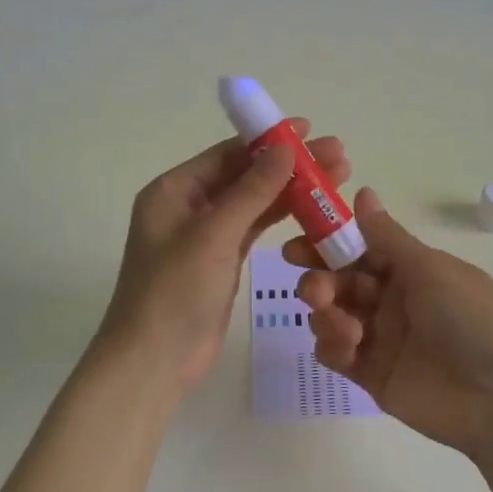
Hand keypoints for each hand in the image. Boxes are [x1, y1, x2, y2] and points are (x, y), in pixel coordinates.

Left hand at [97, 122, 350, 390]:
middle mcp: (188, 206)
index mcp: (174, 190)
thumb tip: (285, 148)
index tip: (310, 129)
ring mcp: (206, 235)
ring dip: (292, 190)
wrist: (154, 362)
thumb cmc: (175, 291)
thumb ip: (252, 190)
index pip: (228, 154)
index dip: (269, 140)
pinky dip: (283, 218)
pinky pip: (255, 229)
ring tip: (338, 178)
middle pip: (245, 175)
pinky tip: (315, 209)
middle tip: (338, 155)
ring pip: (255, 202)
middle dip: (290, 165)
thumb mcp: (214, 235)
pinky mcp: (222, 261)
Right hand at [284, 188, 492, 458]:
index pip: (359, 249)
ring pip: (333, 314)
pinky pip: (337, 353)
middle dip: (320, 279)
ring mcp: (382, 338)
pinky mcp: (372, 375)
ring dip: (325, 311)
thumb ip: (387, 237)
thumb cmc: (472, 320)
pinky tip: (346, 345)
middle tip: (312, 288)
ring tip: (339, 321)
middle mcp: (393, 299)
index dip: (328, 244)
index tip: (298, 243)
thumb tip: (362, 191)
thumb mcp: (431, 270)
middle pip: (341, 281)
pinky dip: (332, 344)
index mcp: (411, 269)